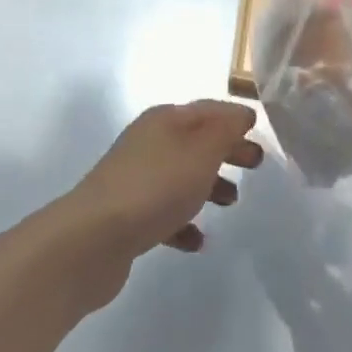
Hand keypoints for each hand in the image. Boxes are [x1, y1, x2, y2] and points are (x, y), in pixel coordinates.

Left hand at [65, 101, 262, 281]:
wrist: (94, 238)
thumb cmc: (156, 187)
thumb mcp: (201, 152)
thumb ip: (225, 131)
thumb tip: (241, 113)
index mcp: (165, 120)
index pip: (207, 109)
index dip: (233, 117)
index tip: (258, 130)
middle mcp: (149, 141)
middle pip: (196, 140)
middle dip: (226, 149)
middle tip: (255, 164)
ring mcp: (136, 178)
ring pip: (181, 174)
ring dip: (208, 184)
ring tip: (232, 202)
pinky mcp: (128, 214)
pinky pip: (164, 211)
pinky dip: (184, 221)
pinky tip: (198, 241)